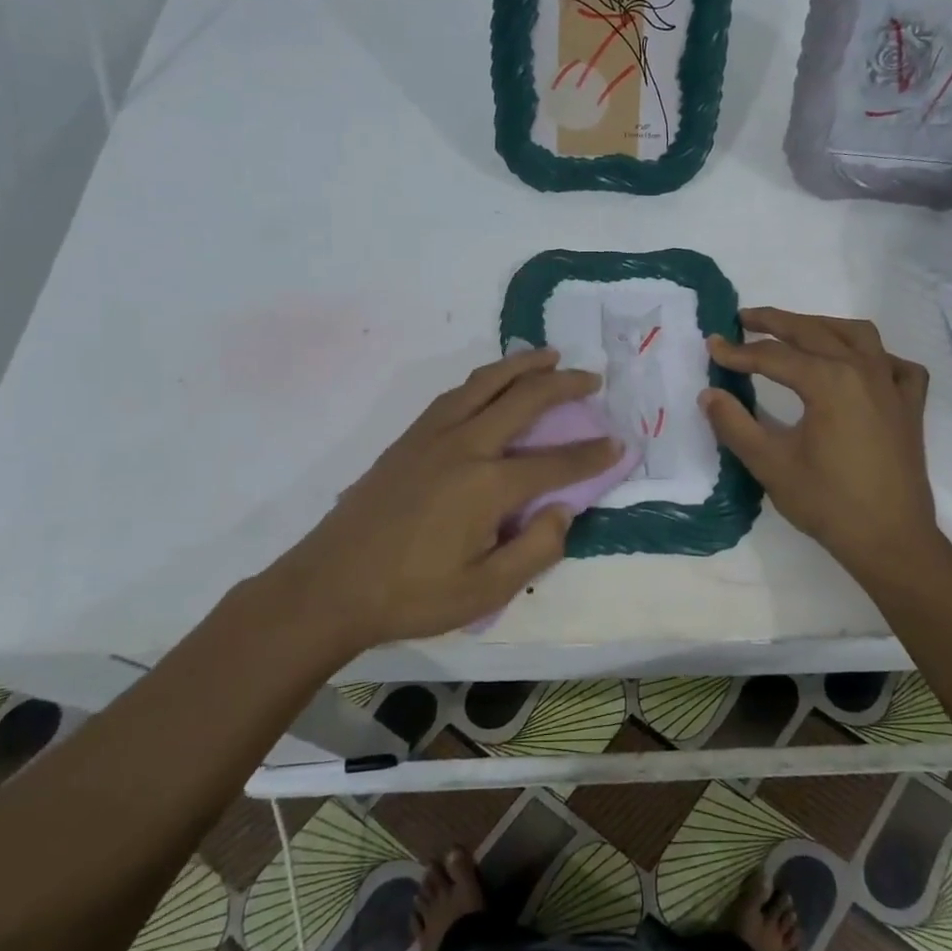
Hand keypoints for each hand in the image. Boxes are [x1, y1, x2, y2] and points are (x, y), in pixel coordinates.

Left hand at [278, 348, 621, 647]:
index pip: (556, 462)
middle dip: (564, 384)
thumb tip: (564, 511)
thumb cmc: (412, 595)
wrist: (331, 585)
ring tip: (548, 355)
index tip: (620, 444)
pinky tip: (492, 383)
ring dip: (521, 365)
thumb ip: (535, 550)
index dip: (593, 454)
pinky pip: (456, 394)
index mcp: (488, 485)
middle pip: (524, 399)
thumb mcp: (485, 591)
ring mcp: (432, 435)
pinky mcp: (409, 438)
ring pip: (485, 383)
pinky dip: (484, 379)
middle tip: (592, 377)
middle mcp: (464, 445)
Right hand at [701, 309, 946, 586]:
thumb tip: (709, 394)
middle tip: (743, 319)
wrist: (891, 541)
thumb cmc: (828, 503)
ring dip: (823, 326)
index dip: (738, 352)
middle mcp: (864, 370)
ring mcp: (893, 386)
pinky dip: (875, 356)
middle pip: (814, 332)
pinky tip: (861, 365)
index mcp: (830, 381)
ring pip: (858, 335)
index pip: (774, 357)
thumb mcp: (770, 464)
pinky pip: (896, 365)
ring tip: (796, 330)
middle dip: (775, 322)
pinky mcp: (910, 406)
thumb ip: (734, 424)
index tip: (711, 347)